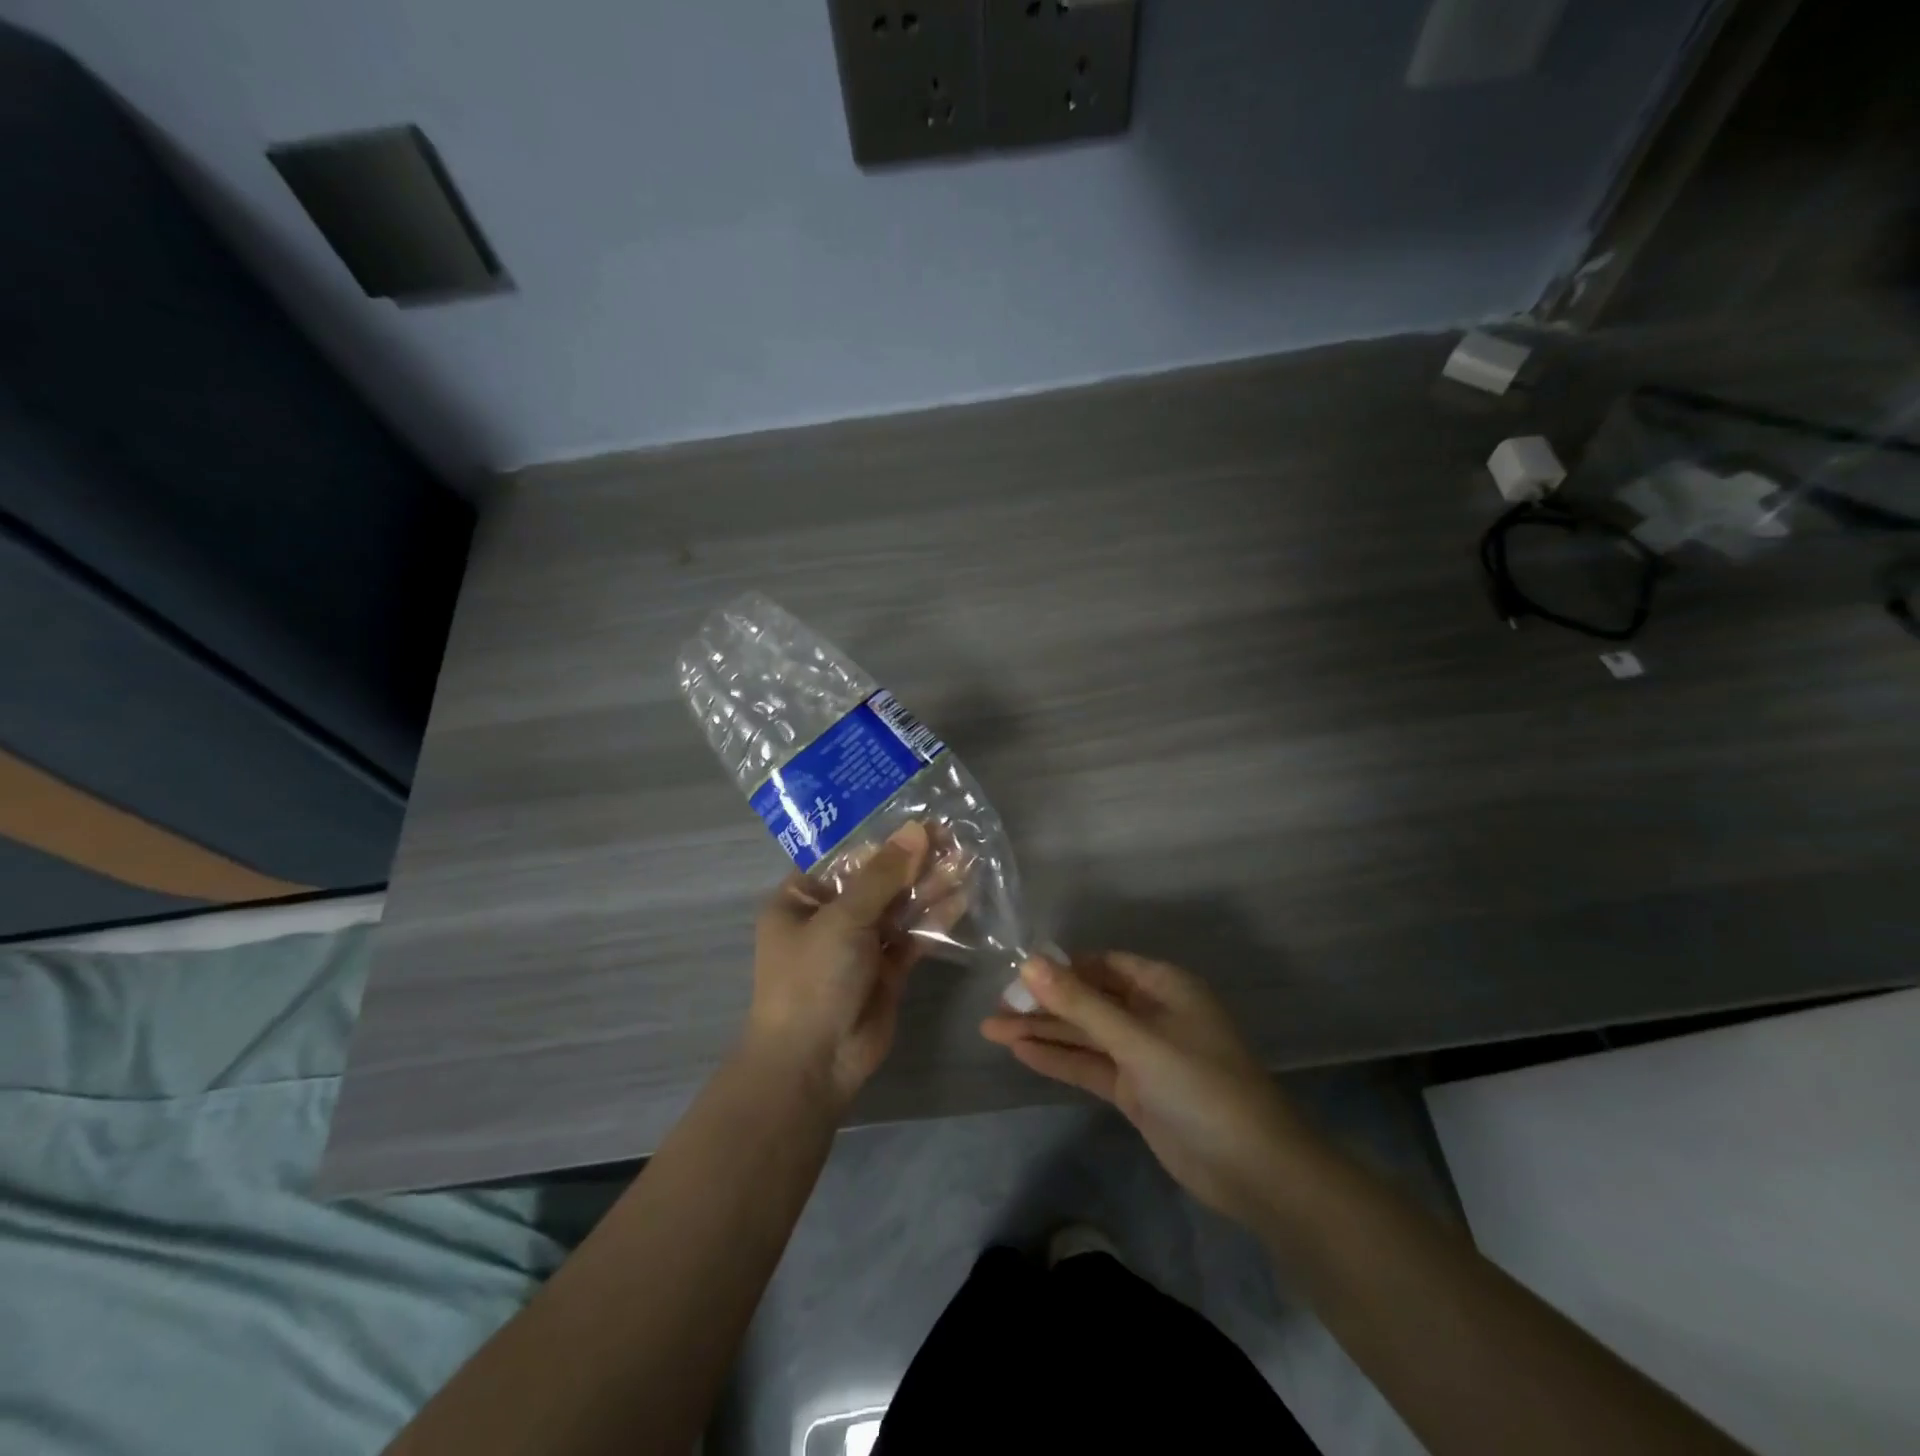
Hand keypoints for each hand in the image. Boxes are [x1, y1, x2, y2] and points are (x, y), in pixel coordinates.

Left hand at [746, 822, 933, 1106]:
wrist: (814, 1063)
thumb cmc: (813, 978)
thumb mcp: (843, 919)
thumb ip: (883, 875)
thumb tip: (916, 829)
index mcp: (802, 898)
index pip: (844, 857)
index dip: (882, 837)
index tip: (919, 818)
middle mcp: (830, 917)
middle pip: (876, 879)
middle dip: (912, 859)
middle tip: (952, 835)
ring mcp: (860, 944)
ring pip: (898, 906)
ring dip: (928, 885)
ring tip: (964, 859)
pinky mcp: (887, 969)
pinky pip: (912, 936)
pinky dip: (934, 918)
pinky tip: (961, 897)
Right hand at [981, 953, 1315, 1228]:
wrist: (1255, 1171)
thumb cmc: (1201, 1087)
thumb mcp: (1137, 1040)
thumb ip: (1081, 1004)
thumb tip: (1029, 963)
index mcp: (1163, 986)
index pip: (1102, 965)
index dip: (1060, 968)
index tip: (1016, 976)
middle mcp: (1152, 1012)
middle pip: (1088, 1000)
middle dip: (1043, 1003)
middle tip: (995, 1008)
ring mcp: (1143, 1053)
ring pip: (1085, 1034)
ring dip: (1043, 1031)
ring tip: (991, 1029)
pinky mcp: (1136, 1090)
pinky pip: (1091, 1065)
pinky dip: (1059, 1058)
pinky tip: (1021, 1052)